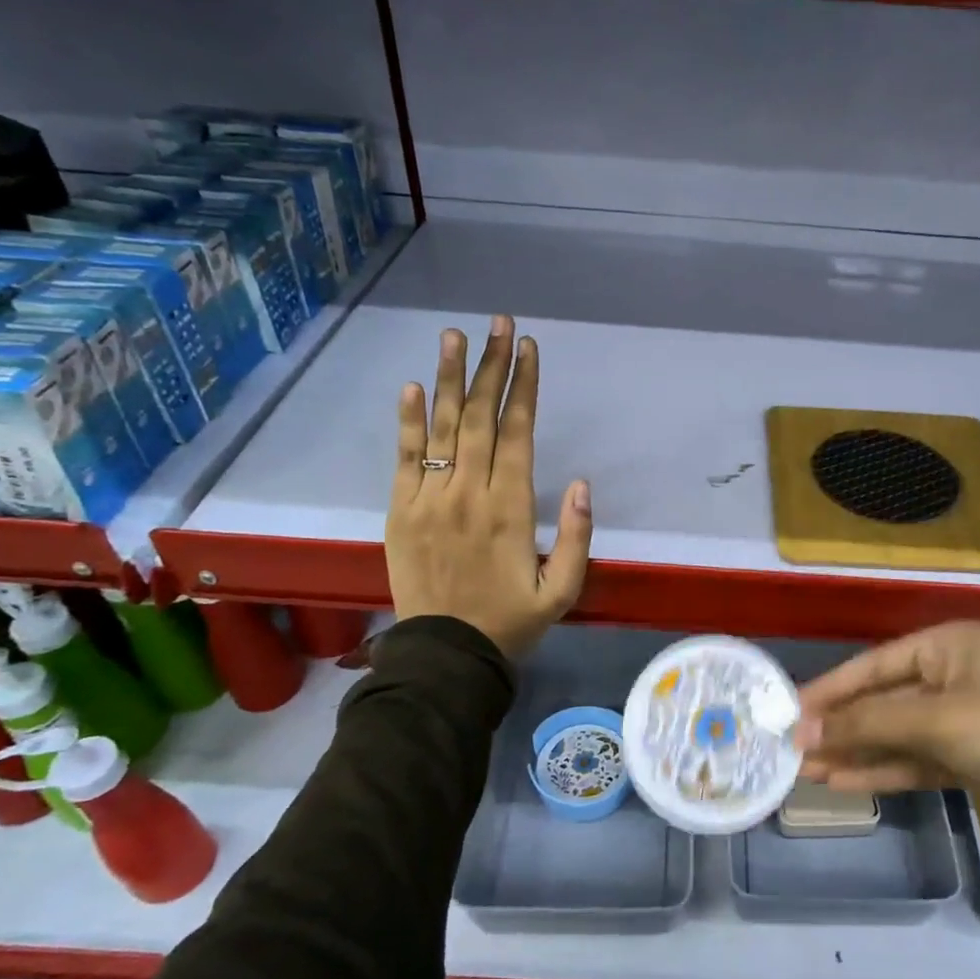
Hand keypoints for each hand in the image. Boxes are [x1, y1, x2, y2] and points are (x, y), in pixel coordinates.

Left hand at [385, 315, 591, 658]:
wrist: (445, 655)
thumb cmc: (510, 622)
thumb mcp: (563, 591)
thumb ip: (575, 537)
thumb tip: (580, 483)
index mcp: (510, 508)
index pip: (518, 432)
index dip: (523, 387)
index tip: (528, 348)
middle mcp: (469, 493)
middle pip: (480, 417)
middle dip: (491, 366)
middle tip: (498, 323)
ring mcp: (429, 500)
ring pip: (442, 427)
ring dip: (449, 378)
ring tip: (454, 335)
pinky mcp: (399, 512)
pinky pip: (403, 458)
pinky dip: (407, 421)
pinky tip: (413, 386)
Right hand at [793, 622, 979, 818]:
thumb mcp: (935, 721)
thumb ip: (867, 725)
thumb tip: (802, 732)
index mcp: (948, 645)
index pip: (875, 664)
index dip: (831, 689)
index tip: (791, 711)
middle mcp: (951, 674)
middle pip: (882, 700)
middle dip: (841, 726)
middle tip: (793, 748)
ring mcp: (961, 718)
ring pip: (896, 733)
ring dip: (856, 751)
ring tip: (807, 770)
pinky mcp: (968, 756)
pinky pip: (916, 758)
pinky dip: (883, 770)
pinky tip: (844, 781)